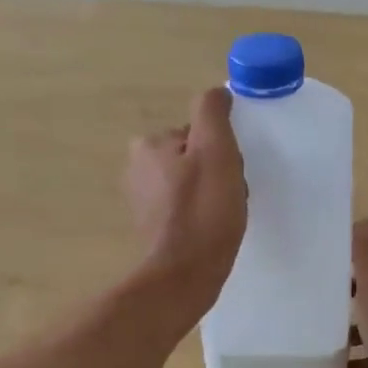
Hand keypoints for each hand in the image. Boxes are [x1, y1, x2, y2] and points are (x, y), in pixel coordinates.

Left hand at [125, 87, 246, 314]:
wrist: (185, 274)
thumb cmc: (204, 210)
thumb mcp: (215, 150)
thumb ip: (213, 113)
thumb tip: (217, 93)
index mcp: (148, 145)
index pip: (198, 134)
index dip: (222, 151)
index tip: (231, 174)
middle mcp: (136, 168)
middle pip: (195, 157)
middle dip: (217, 172)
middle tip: (230, 196)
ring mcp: (142, 200)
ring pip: (192, 183)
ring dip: (212, 194)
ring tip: (224, 215)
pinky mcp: (152, 227)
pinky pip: (185, 208)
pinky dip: (201, 215)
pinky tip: (212, 230)